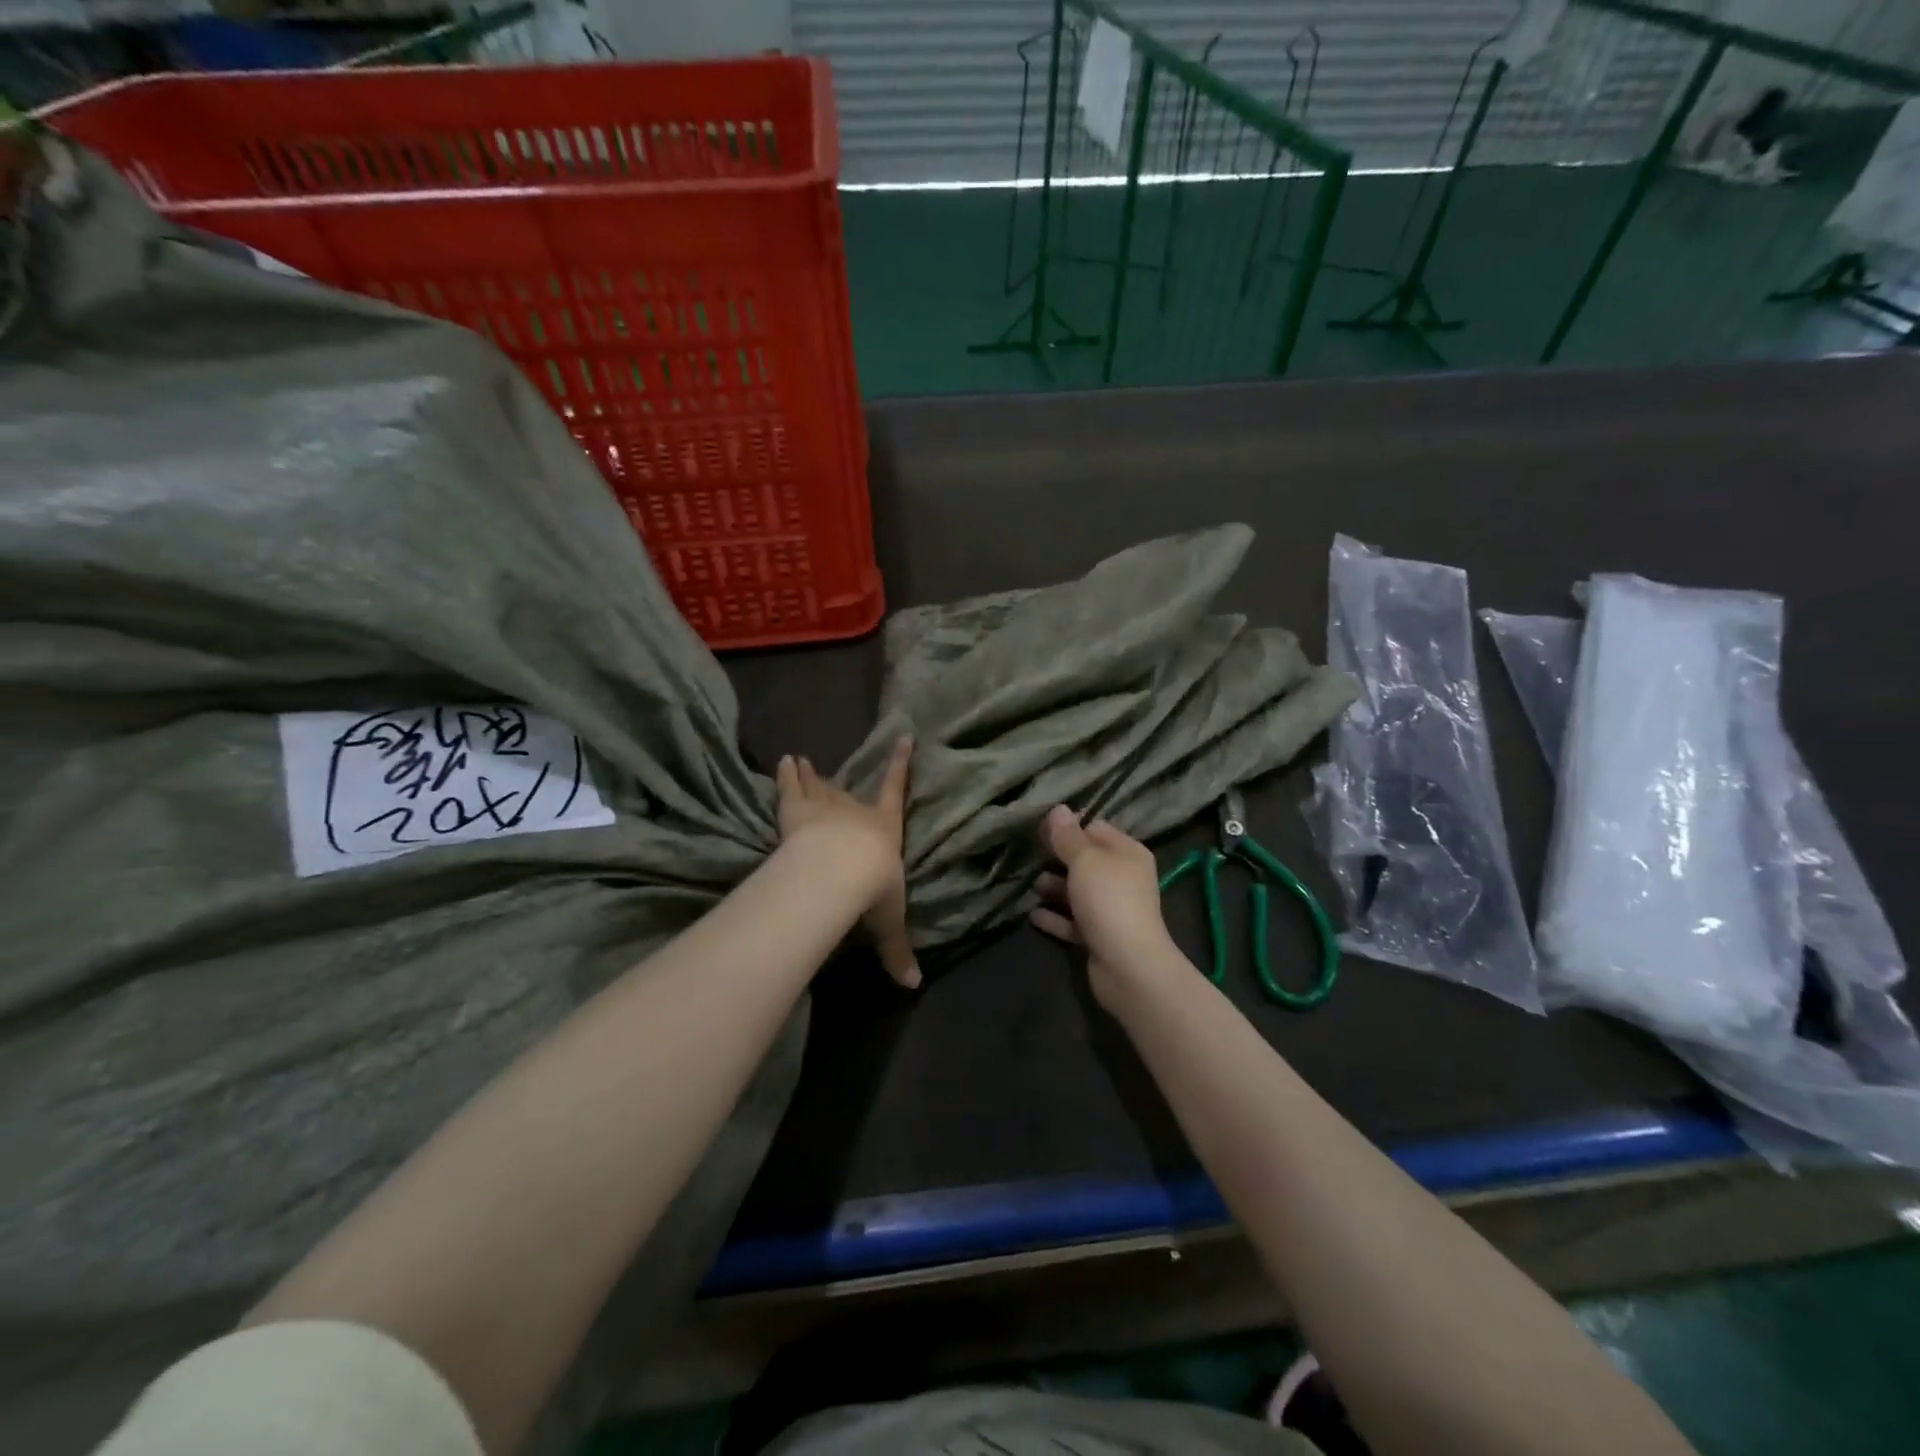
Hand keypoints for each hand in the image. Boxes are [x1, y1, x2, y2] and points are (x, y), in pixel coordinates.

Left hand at [776, 738, 918, 988]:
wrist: (840, 871)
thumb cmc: (872, 890)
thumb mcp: (887, 922)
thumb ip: (895, 949)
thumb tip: (913, 986)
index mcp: (884, 829)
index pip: (895, 790)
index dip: (900, 765)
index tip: (905, 737)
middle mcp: (855, 812)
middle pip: (847, 792)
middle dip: (840, 783)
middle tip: (827, 767)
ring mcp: (823, 809)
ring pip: (817, 788)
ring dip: (810, 776)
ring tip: (799, 758)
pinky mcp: (795, 813)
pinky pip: (791, 790)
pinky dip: (788, 776)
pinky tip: (783, 762)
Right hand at [1031, 805, 1176, 1000]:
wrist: (1128, 965)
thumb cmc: (1108, 900)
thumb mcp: (1085, 860)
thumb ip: (1068, 836)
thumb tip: (1058, 808)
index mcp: (1127, 853)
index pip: (1096, 829)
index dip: (1069, 827)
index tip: (1041, 829)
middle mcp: (1123, 878)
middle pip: (1086, 861)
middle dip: (1059, 859)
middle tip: (1031, 855)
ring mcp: (1112, 909)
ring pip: (1078, 892)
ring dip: (1055, 888)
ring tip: (1034, 886)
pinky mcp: (1100, 936)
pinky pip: (1073, 922)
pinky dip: (1056, 918)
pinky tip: (1033, 915)